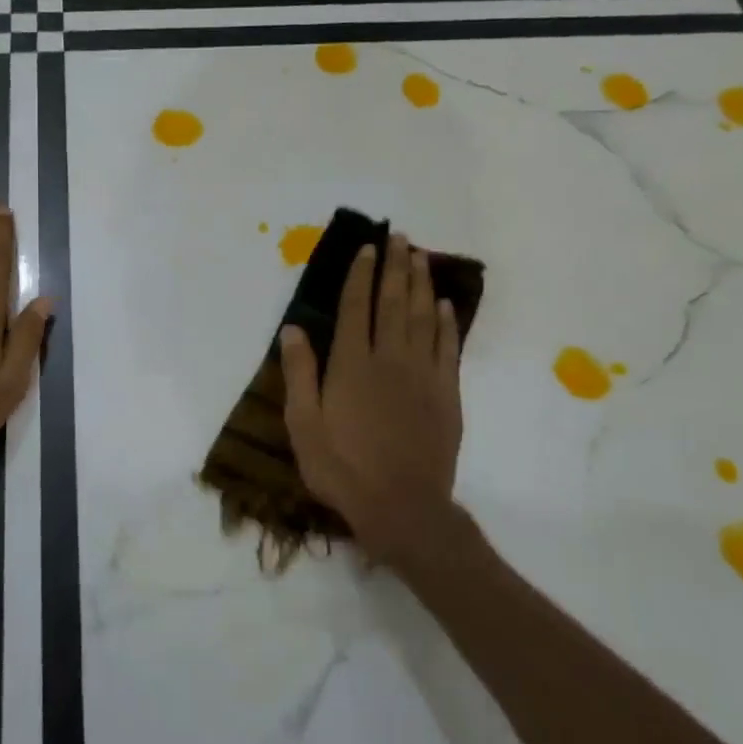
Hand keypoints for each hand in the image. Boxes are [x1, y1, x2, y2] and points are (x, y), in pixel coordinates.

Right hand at [278, 234, 465, 564]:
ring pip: (422, 317)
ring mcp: (423, 375)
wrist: (402, 506)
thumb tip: (294, 328)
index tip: (367, 248)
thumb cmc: (342, 467)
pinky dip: (446, 322)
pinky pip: (448, 348)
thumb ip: (300, 373)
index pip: (356, 307)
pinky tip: (444, 305)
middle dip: (395, 266)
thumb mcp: (303, 424)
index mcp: (352, 364)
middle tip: (400, 237)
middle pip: (393, 302)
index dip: (361, 275)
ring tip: (421, 256)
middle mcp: (390, 359)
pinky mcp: (447, 394)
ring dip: (421, 284)